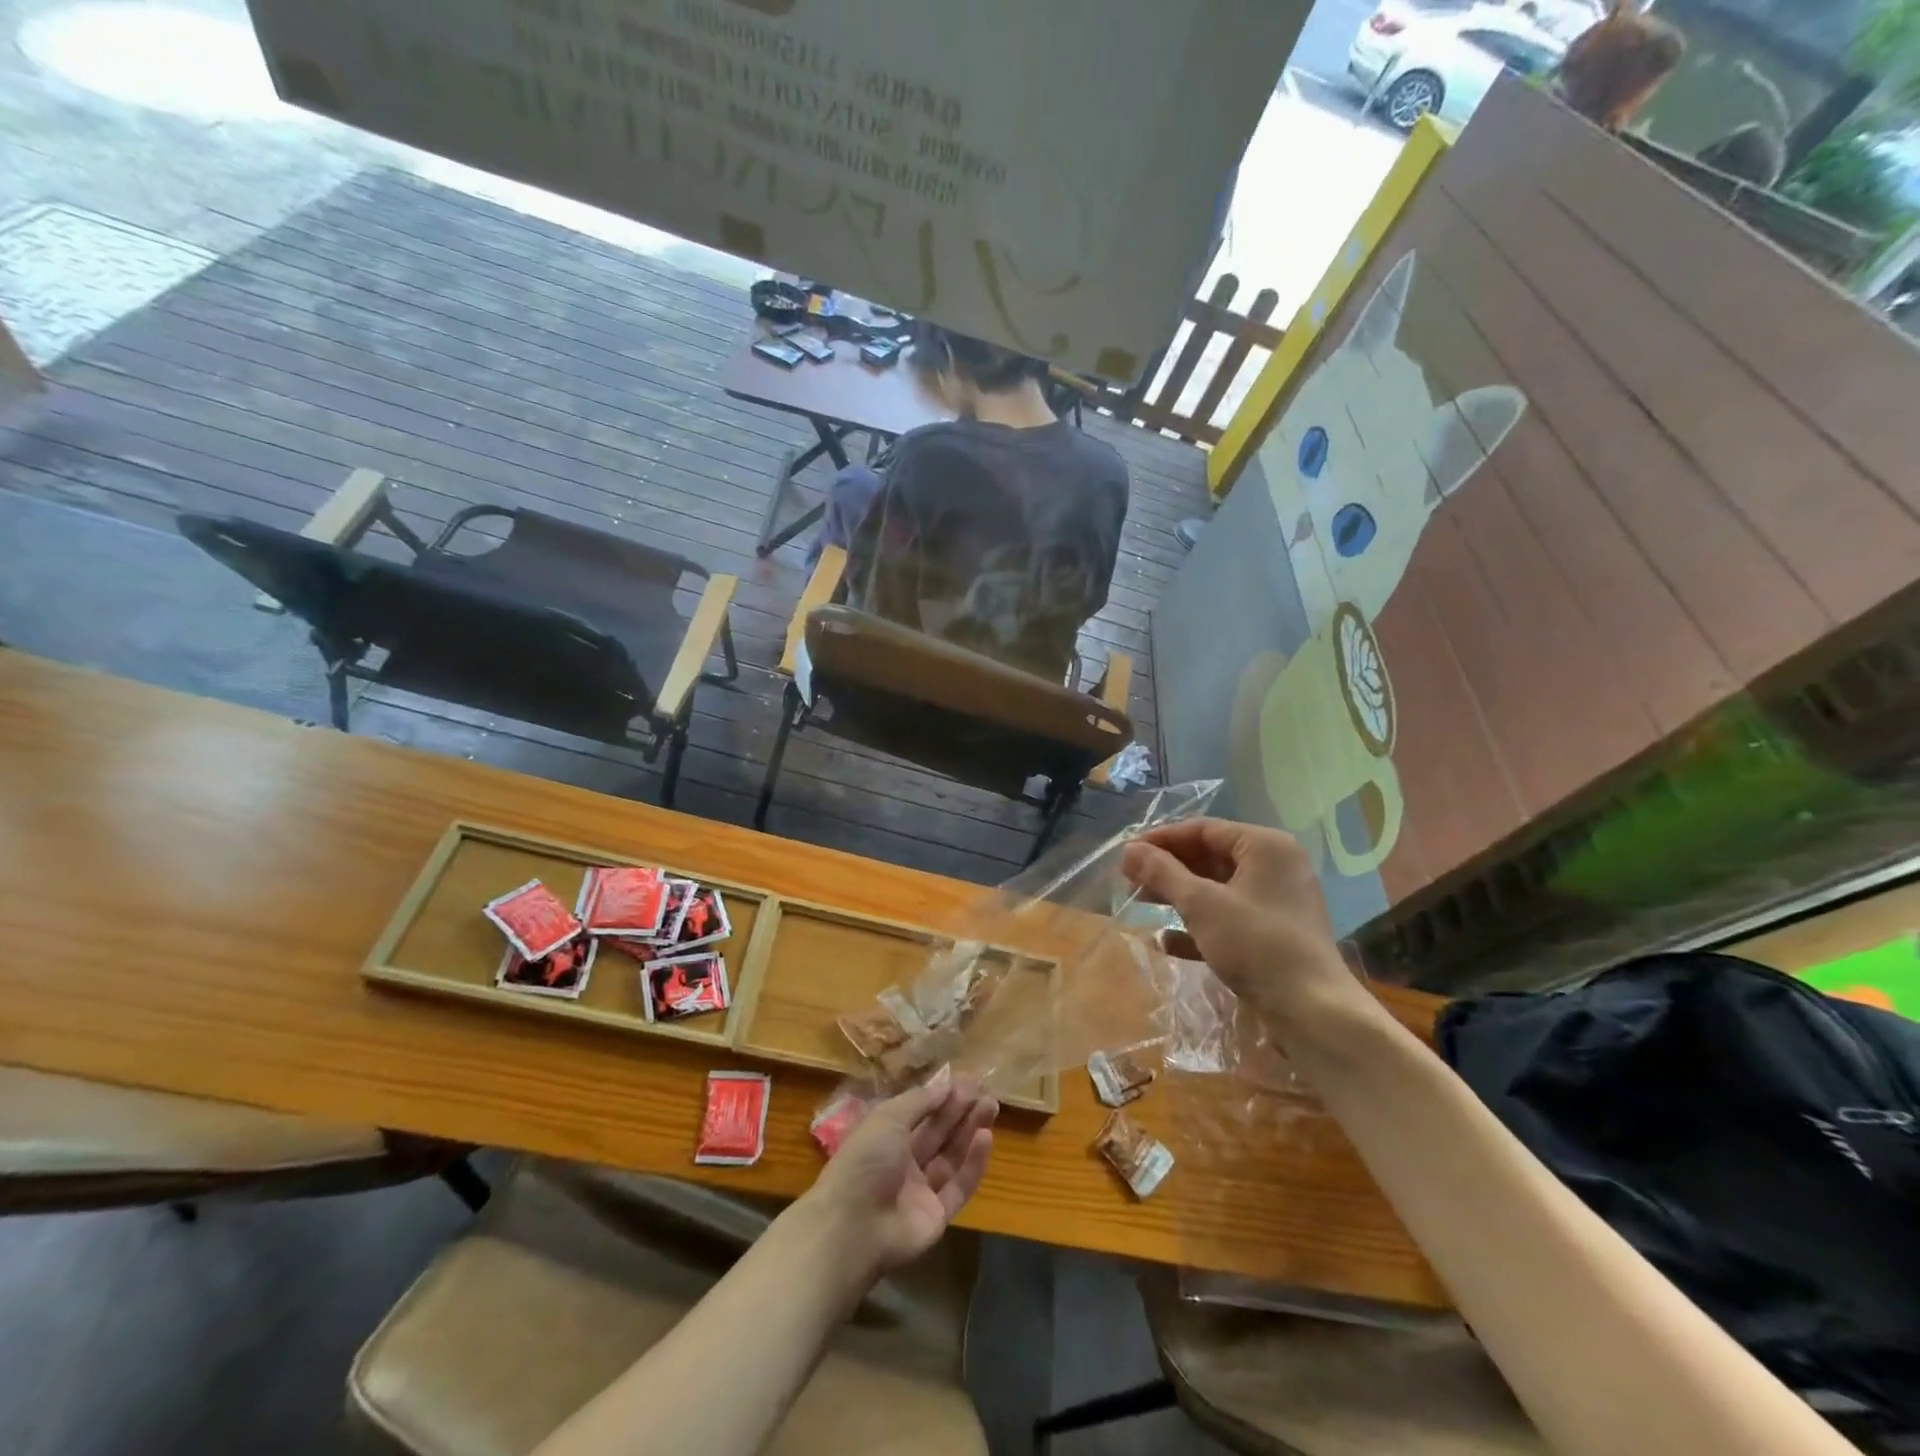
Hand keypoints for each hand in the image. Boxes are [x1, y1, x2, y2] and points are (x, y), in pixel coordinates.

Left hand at [800, 1067, 996, 1276]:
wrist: (853, 1227)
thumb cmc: (865, 1160)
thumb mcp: (888, 1118)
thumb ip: (920, 1101)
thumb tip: (946, 1085)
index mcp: (886, 1136)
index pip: (920, 1112)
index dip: (942, 1096)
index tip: (968, 1080)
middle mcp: (903, 1161)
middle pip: (938, 1132)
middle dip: (961, 1110)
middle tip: (985, 1091)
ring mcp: (921, 1190)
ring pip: (952, 1156)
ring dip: (971, 1131)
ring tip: (992, 1106)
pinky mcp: (937, 1216)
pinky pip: (959, 1186)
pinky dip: (974, 1163)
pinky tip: (986, 1138)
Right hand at [1121, 818, 1376, 1042]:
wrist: (1313, 1012)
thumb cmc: (1256, 944)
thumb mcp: (1201, 904)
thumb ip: (1163, 873)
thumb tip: (1129, 849)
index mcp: (1265, 846)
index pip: (1203, 829)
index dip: (1160, 839)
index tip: (1126, 854)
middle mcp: (1274, 866)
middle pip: (1209, 856)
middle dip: (1167, 869)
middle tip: (1129, 880)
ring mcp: (1276, 902)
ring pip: (1217, 888)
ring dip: (1178, 895)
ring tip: (1140, 904)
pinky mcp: (1273, 934)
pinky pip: (1228, 918)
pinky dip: (1198, 925)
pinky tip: (1166, 942)